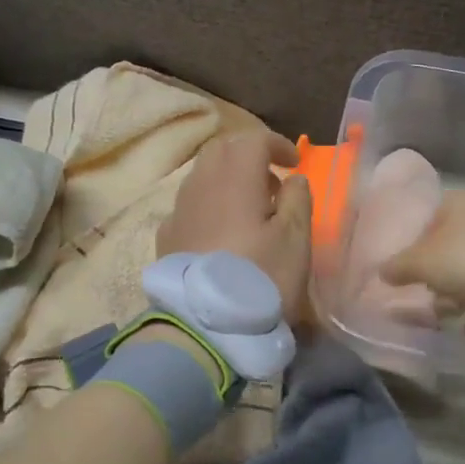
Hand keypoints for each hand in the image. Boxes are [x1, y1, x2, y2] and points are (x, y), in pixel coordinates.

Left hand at [159, 130, 313, 324]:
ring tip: (250, 207)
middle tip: (271, 180)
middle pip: (221, 149)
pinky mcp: (167, 236)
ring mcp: (179, 210)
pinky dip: (209, 204)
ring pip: (202, 175)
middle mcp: (201, 184)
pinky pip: (189, 204)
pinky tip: (221, 230)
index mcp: (235, 178)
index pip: (254, 139)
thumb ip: (298, 199)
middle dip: (248, 155)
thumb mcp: (296, 238)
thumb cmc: (261, 277)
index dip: (277, 144)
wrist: (205, 324)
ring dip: (227, 179)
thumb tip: (292, 178)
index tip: (295, 162)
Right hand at [377, 188, 464, 320]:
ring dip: (461, 293)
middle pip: (454, 245)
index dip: (417, 244)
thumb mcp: (420, 263)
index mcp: (460, 202)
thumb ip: (399, 267)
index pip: (431, 218)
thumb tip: (382, 271)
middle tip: (427, 296)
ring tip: (447, 316)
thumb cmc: (463, 258)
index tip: (409, 270)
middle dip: (440, 273)